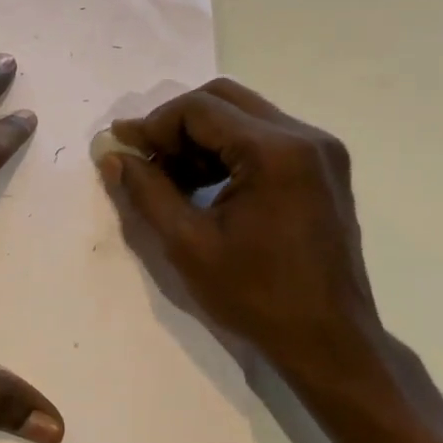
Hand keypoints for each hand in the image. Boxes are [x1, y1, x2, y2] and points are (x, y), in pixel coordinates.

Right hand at [98, 79, 393, 402]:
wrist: (330, 342)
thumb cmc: (257, 296)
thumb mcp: (187, 244)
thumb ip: (146, 191)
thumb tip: (113, 155)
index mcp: (276, 152)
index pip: (199, 109)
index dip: (153, 124)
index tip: (123, 148)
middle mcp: (305, 137)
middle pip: (223, 100)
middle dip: (176, 124)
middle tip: (146, 157)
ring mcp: (320, 151)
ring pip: (243, 114)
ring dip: (200, 137)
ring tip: (171, 176)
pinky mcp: (322, 168)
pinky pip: (263, 136)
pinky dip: (227, 149)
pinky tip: (204, 184)